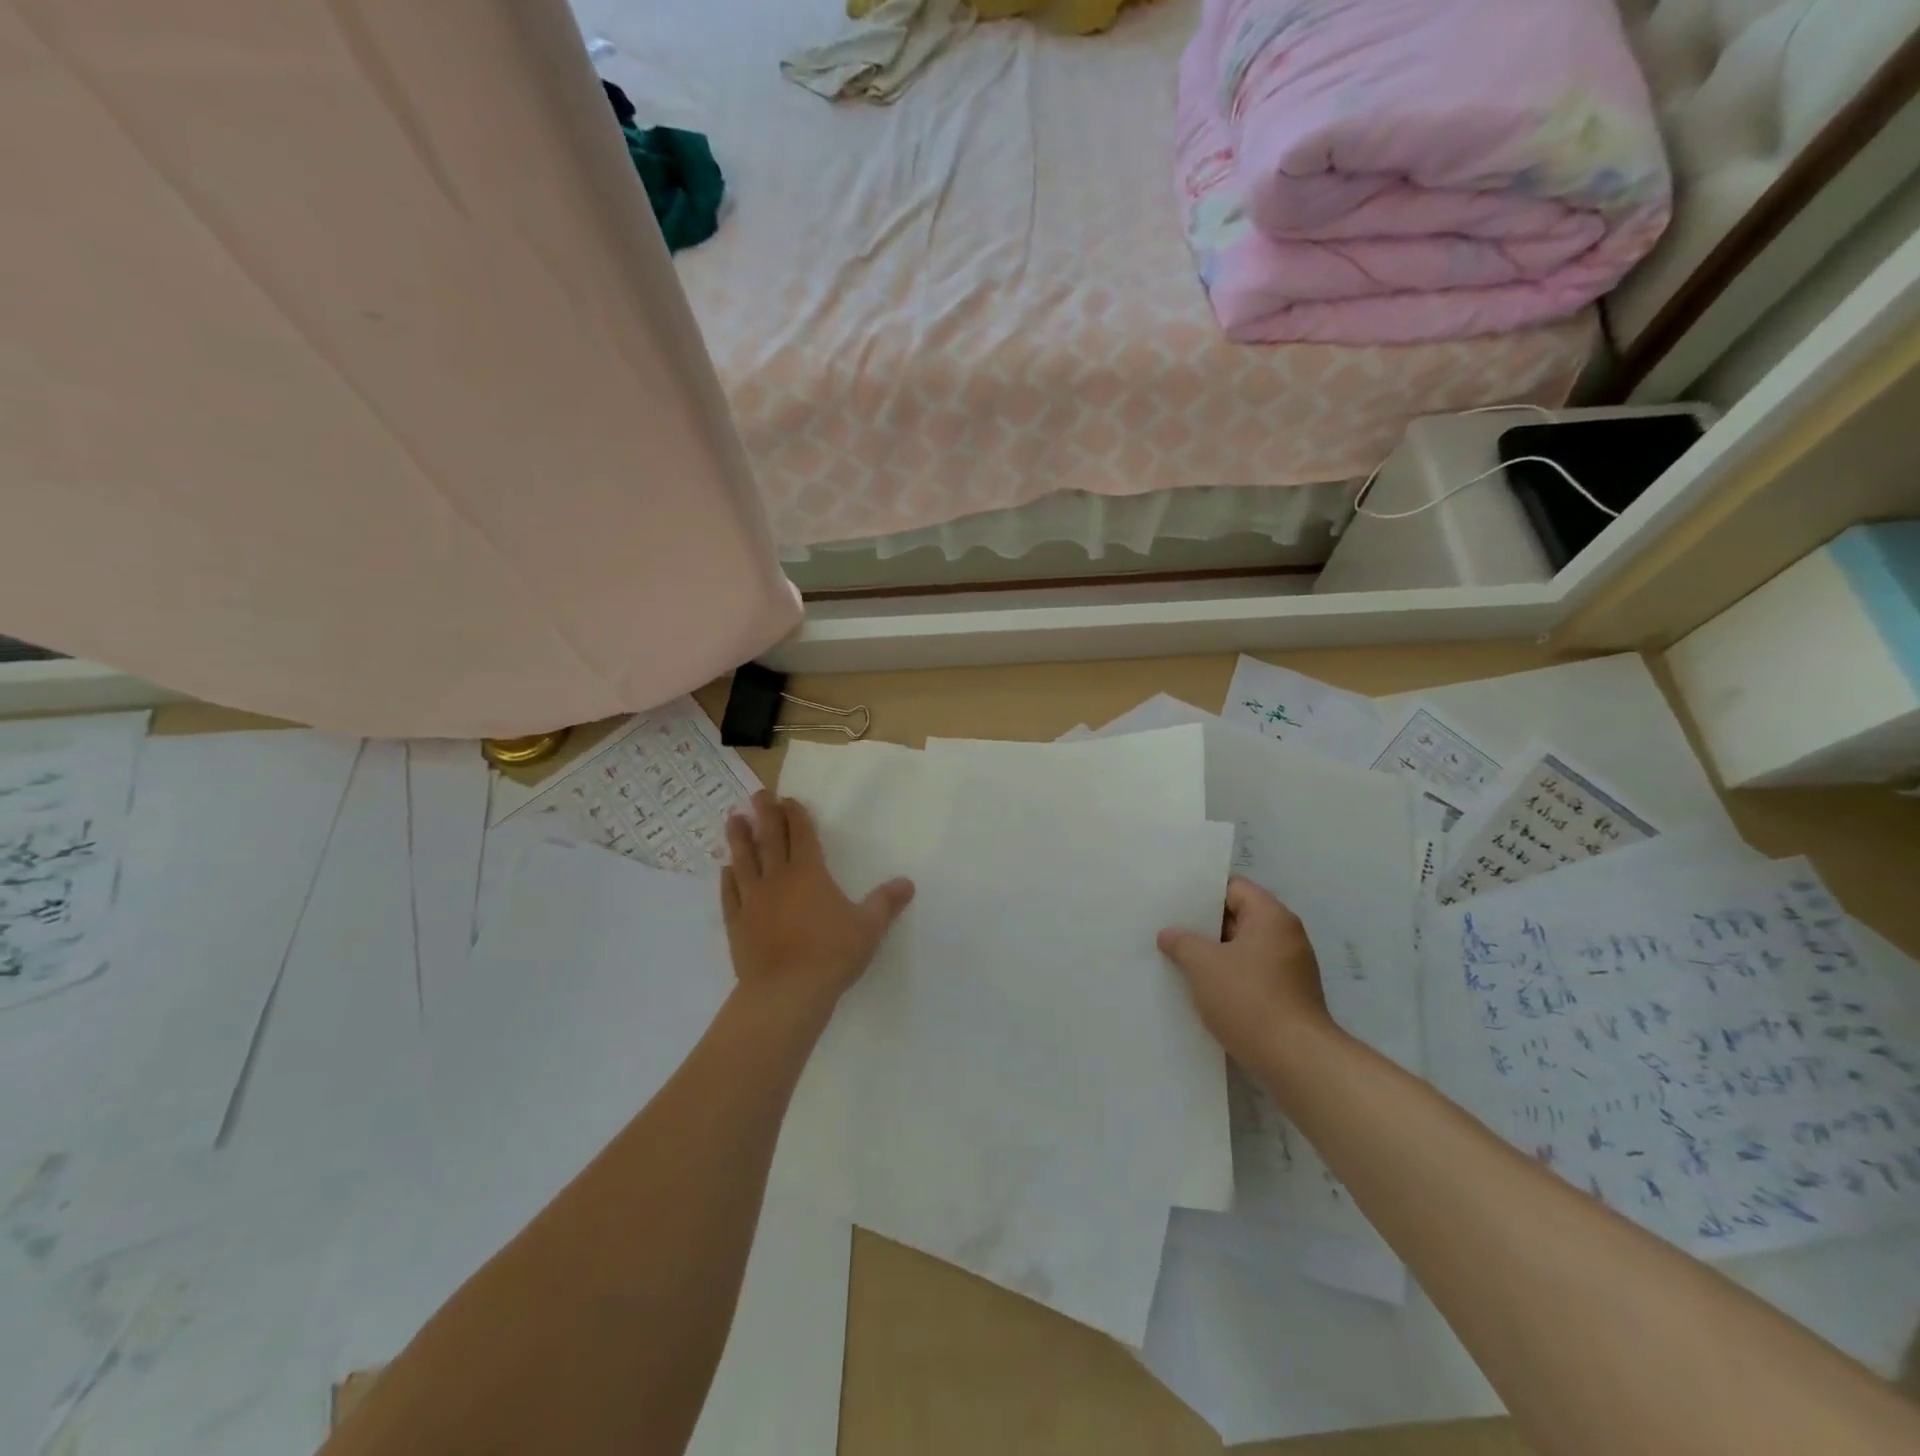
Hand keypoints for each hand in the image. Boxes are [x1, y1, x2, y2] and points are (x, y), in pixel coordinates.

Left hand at [721, 793, 914, 1018]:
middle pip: (769, 839)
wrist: (786, 992)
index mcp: (809, 873)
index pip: (801, 835)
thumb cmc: (832, 954)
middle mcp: (778, 879)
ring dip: (739, 838)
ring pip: (744, 861)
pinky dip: (727, 879)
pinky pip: (729, 894)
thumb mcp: (869, 927)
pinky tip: (725, 869)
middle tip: (758, 795)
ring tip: (734, 820)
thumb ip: (886, 902)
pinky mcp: (736, 924)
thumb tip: (908, 883)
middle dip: (765, 814)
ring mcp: (753, 900)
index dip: (796, 815)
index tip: (788, 799)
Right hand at [1157, 877, 1337, 1071]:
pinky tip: (1200, 987)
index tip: (1173, 900)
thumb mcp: (1203, 965)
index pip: (1233, 888)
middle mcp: (1286, 936)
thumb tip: (1169, 934)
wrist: (1295, 1062)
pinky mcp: (1287, 996)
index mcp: (1272, 917)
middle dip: (1203, 925)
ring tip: (1177, 957)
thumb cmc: (1249, 1000)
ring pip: (1242, 948)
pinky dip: (1227, 976)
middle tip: (1168, 927)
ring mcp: (1289, 968)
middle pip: (1238, 917)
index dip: (1201, 892)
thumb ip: (1182, 942)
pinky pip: (1250, 973)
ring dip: (1214, 953)